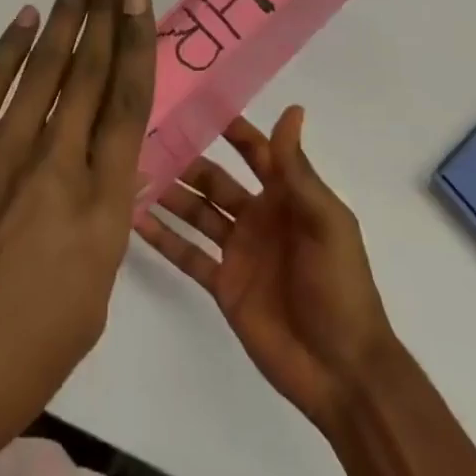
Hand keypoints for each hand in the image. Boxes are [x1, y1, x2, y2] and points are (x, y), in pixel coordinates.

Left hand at [0, 0, 157, 475]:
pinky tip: (27, 19)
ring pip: (42, 68)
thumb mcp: (89, 298)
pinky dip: (9, 48)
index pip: (127, 106)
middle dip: (105, 13)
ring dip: (66, 16)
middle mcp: (54, 166)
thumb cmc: (17, 360)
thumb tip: (105, 165)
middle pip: (88, 72)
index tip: (141, 2)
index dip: (136, 44)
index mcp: (99, 210)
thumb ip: (101, 220)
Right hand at [135, 106, 395, 437]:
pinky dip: (163, 237)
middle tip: (147, 137)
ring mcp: (238, 251)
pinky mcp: (223, 285)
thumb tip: (292, 109)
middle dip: (185, 159)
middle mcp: (258, 217)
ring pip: (196, 212)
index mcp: (286, 197)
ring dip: (169, 193)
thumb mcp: (325, 221)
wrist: (342, 372)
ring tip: (132, 172)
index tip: (195, 103)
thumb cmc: (340, 286)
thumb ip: (297, 170)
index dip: (229, 128)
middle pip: (214, 179)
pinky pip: (187, 254)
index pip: (254, 151)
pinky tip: (135, 218)